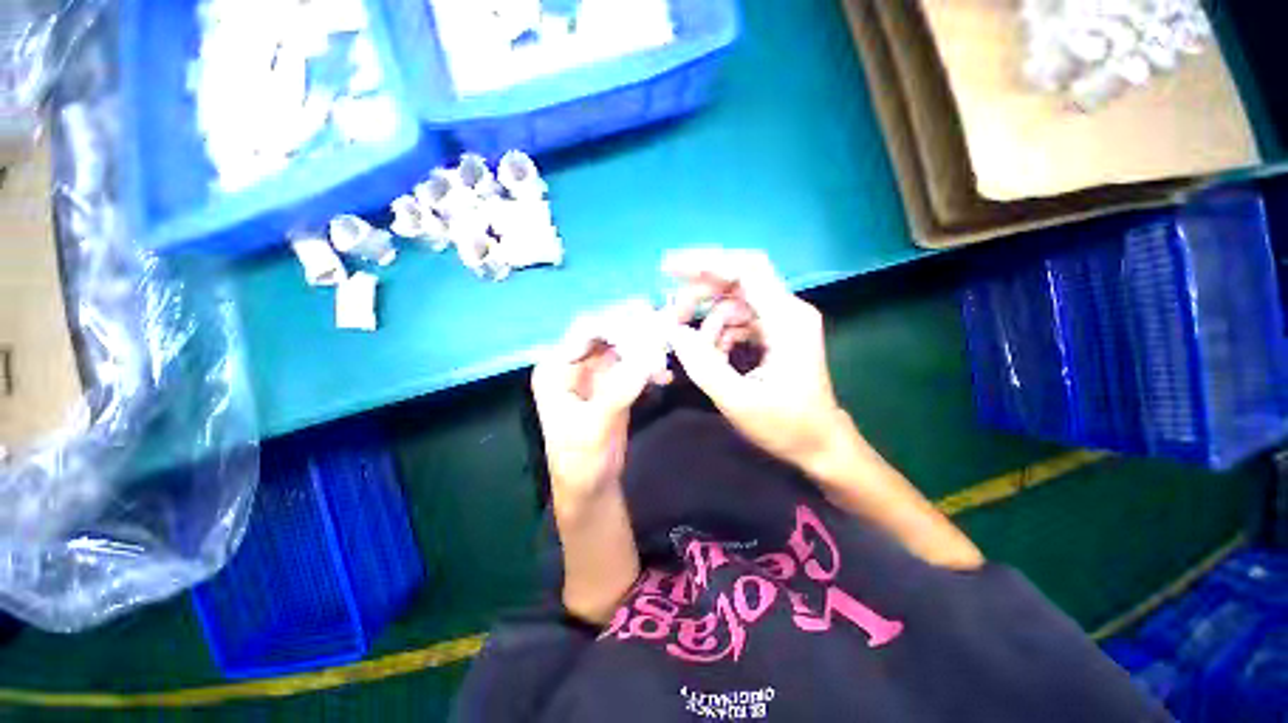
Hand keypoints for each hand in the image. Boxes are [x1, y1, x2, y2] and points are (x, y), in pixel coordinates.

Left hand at [531, 299, 667, 499]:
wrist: (591, 486)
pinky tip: (665, 376)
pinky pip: (633, 364)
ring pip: (622, 346)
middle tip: (665, 323)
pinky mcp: (613, 384)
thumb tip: (648, 356)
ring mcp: (595, 373)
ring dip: (646, 345)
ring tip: (670, 346)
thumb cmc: (581, 461)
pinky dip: (649, 365)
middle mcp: (574, 364)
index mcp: (556, 369)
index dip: (615, 319)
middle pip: (606, 333)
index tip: (647, 314)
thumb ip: (618, 392)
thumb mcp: (595, 428)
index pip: (584, 331)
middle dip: (634, 328)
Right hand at [664, 249, 861, 479]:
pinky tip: (714, 356)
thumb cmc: (786, 426)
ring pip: (734, 303)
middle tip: (672, 318)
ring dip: (708, 322)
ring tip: (695, 351)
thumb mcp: (738, 400)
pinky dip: (720, 334)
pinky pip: (739, 320)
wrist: (821, 445)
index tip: (668, 268)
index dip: (705, 262)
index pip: (745, 269)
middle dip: (700, 295)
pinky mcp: (776, 333)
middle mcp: (787, 310)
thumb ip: (702, 364)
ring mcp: (782, 321)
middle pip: (736, 281)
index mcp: (786, 319)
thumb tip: (673, 331)